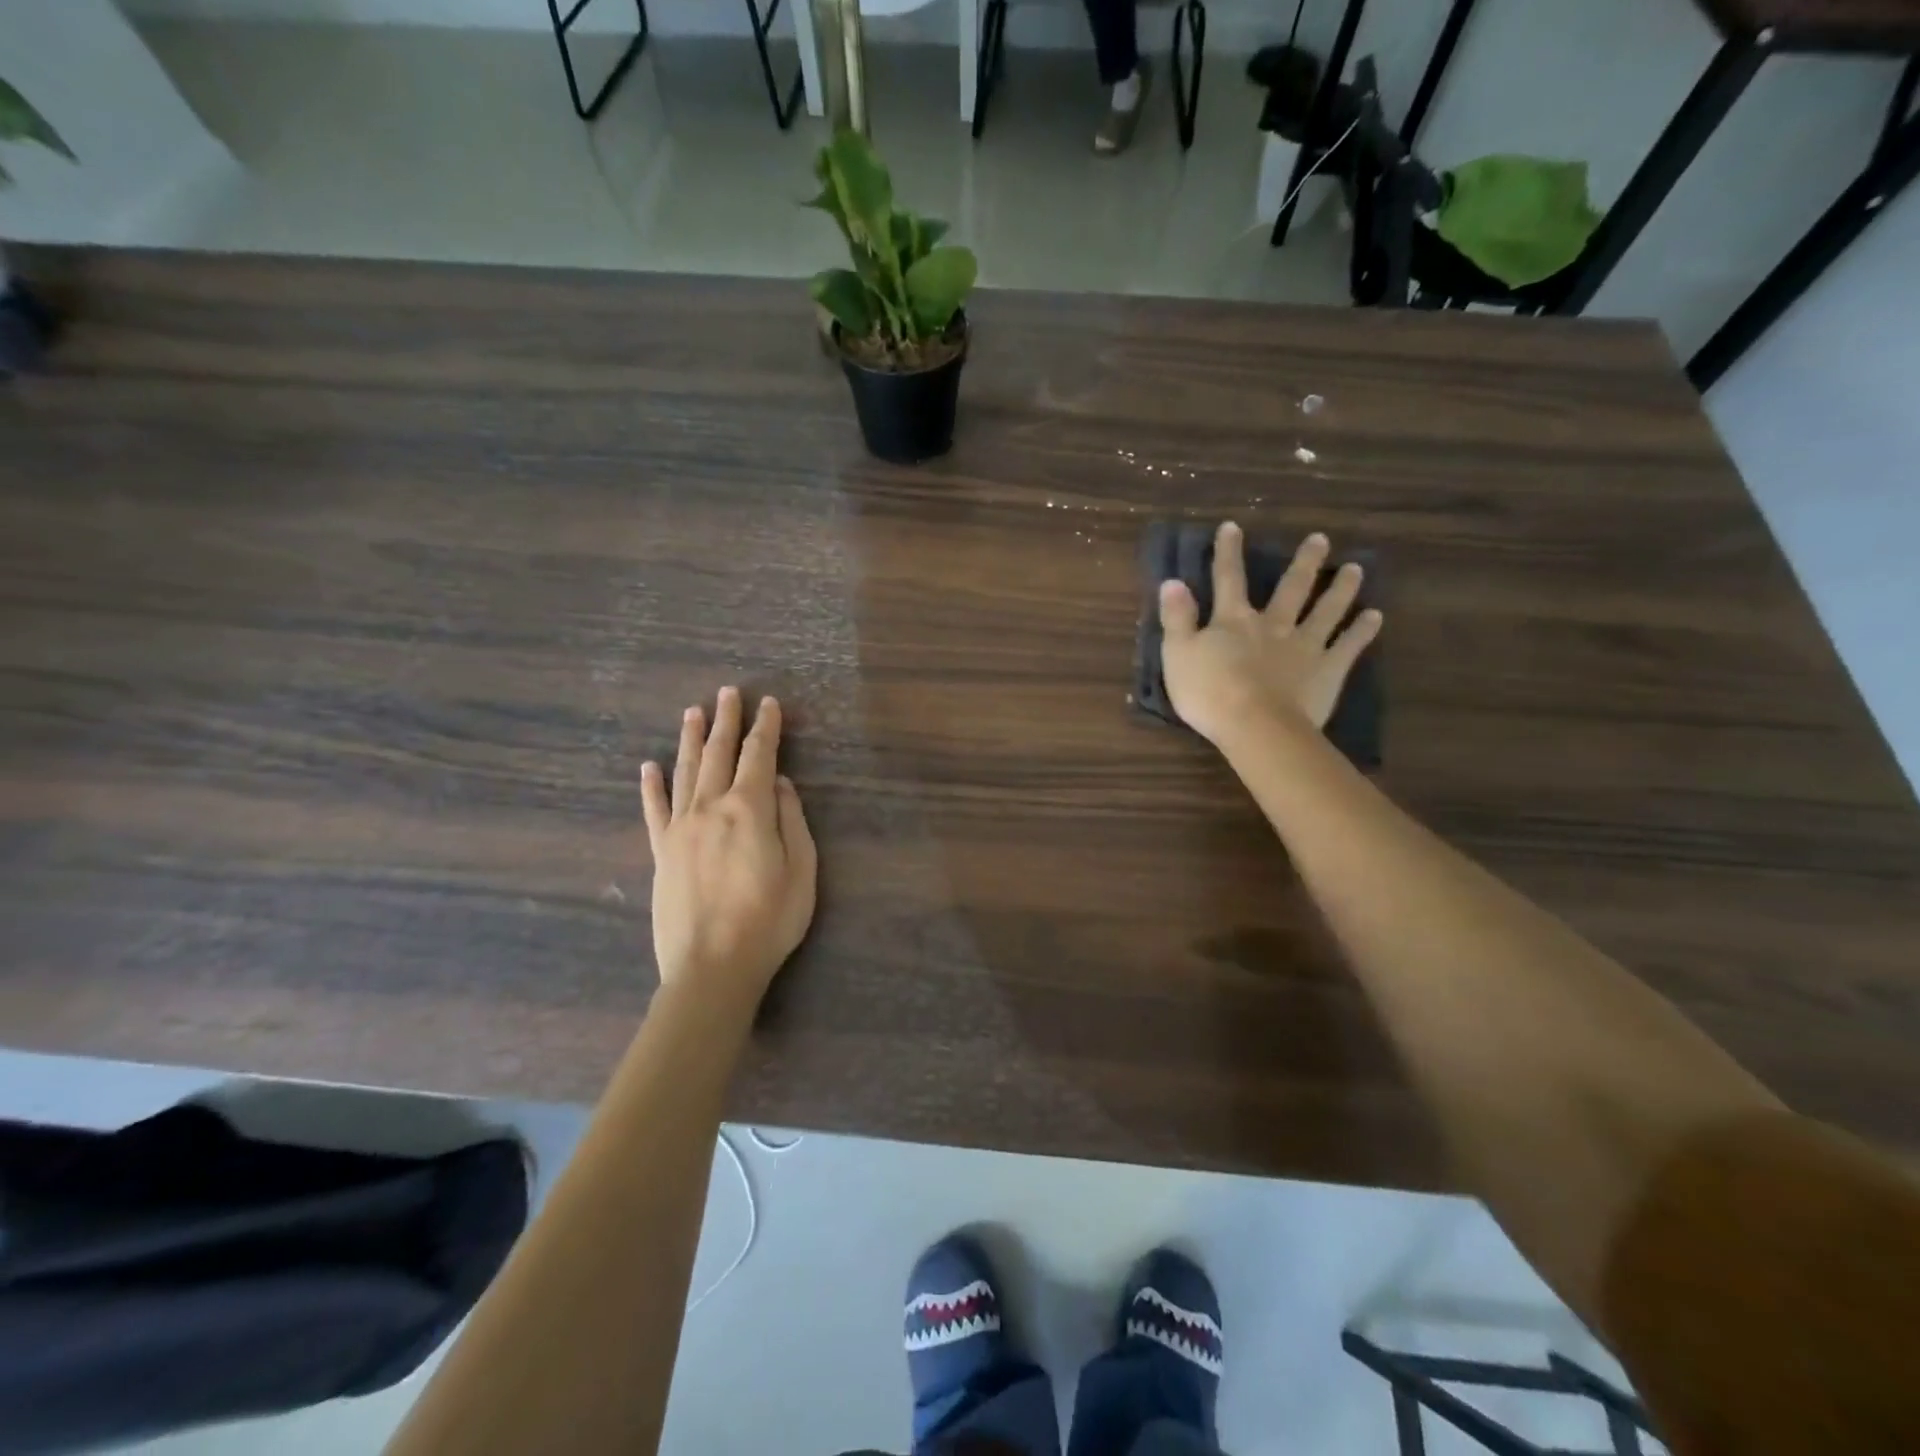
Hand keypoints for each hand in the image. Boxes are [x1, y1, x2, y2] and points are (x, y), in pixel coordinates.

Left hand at [641, 688, 817, 1013]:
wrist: (712, 968)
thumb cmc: (769, 921)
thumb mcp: (803, 870)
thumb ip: (792, 820)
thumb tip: (782, 784)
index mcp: (750, 809)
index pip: (759, 756)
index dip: (766, 728)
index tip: (770, 704)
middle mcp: (711, 808)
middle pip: (718, 754)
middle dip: (726, 720)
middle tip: (728, 692)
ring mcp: (680, 829)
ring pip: (684, 772)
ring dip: (690, 739)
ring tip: (693, 711)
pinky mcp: (660, 852)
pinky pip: (654, 810)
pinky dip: (651, 786)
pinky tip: (648, 766)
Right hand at [1159, 523, 1381, 749]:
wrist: (1254, 726)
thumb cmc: (1209, 692)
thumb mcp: (1177, 654)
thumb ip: (1177, 617)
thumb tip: (1173, 581)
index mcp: (1233, 621)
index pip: (1228, 579)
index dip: (1228, 553)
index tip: (1232, 527)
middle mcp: (1273, 625)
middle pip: (1291, 588)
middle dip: (1304, 562)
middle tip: (1321, 538)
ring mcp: (1305, 646)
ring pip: (1326, 611)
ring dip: (1340, 589)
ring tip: (1356, 569)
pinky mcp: (1327, 671)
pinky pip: (1348, 646)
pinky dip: (1362, 631)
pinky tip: (1375, 617)